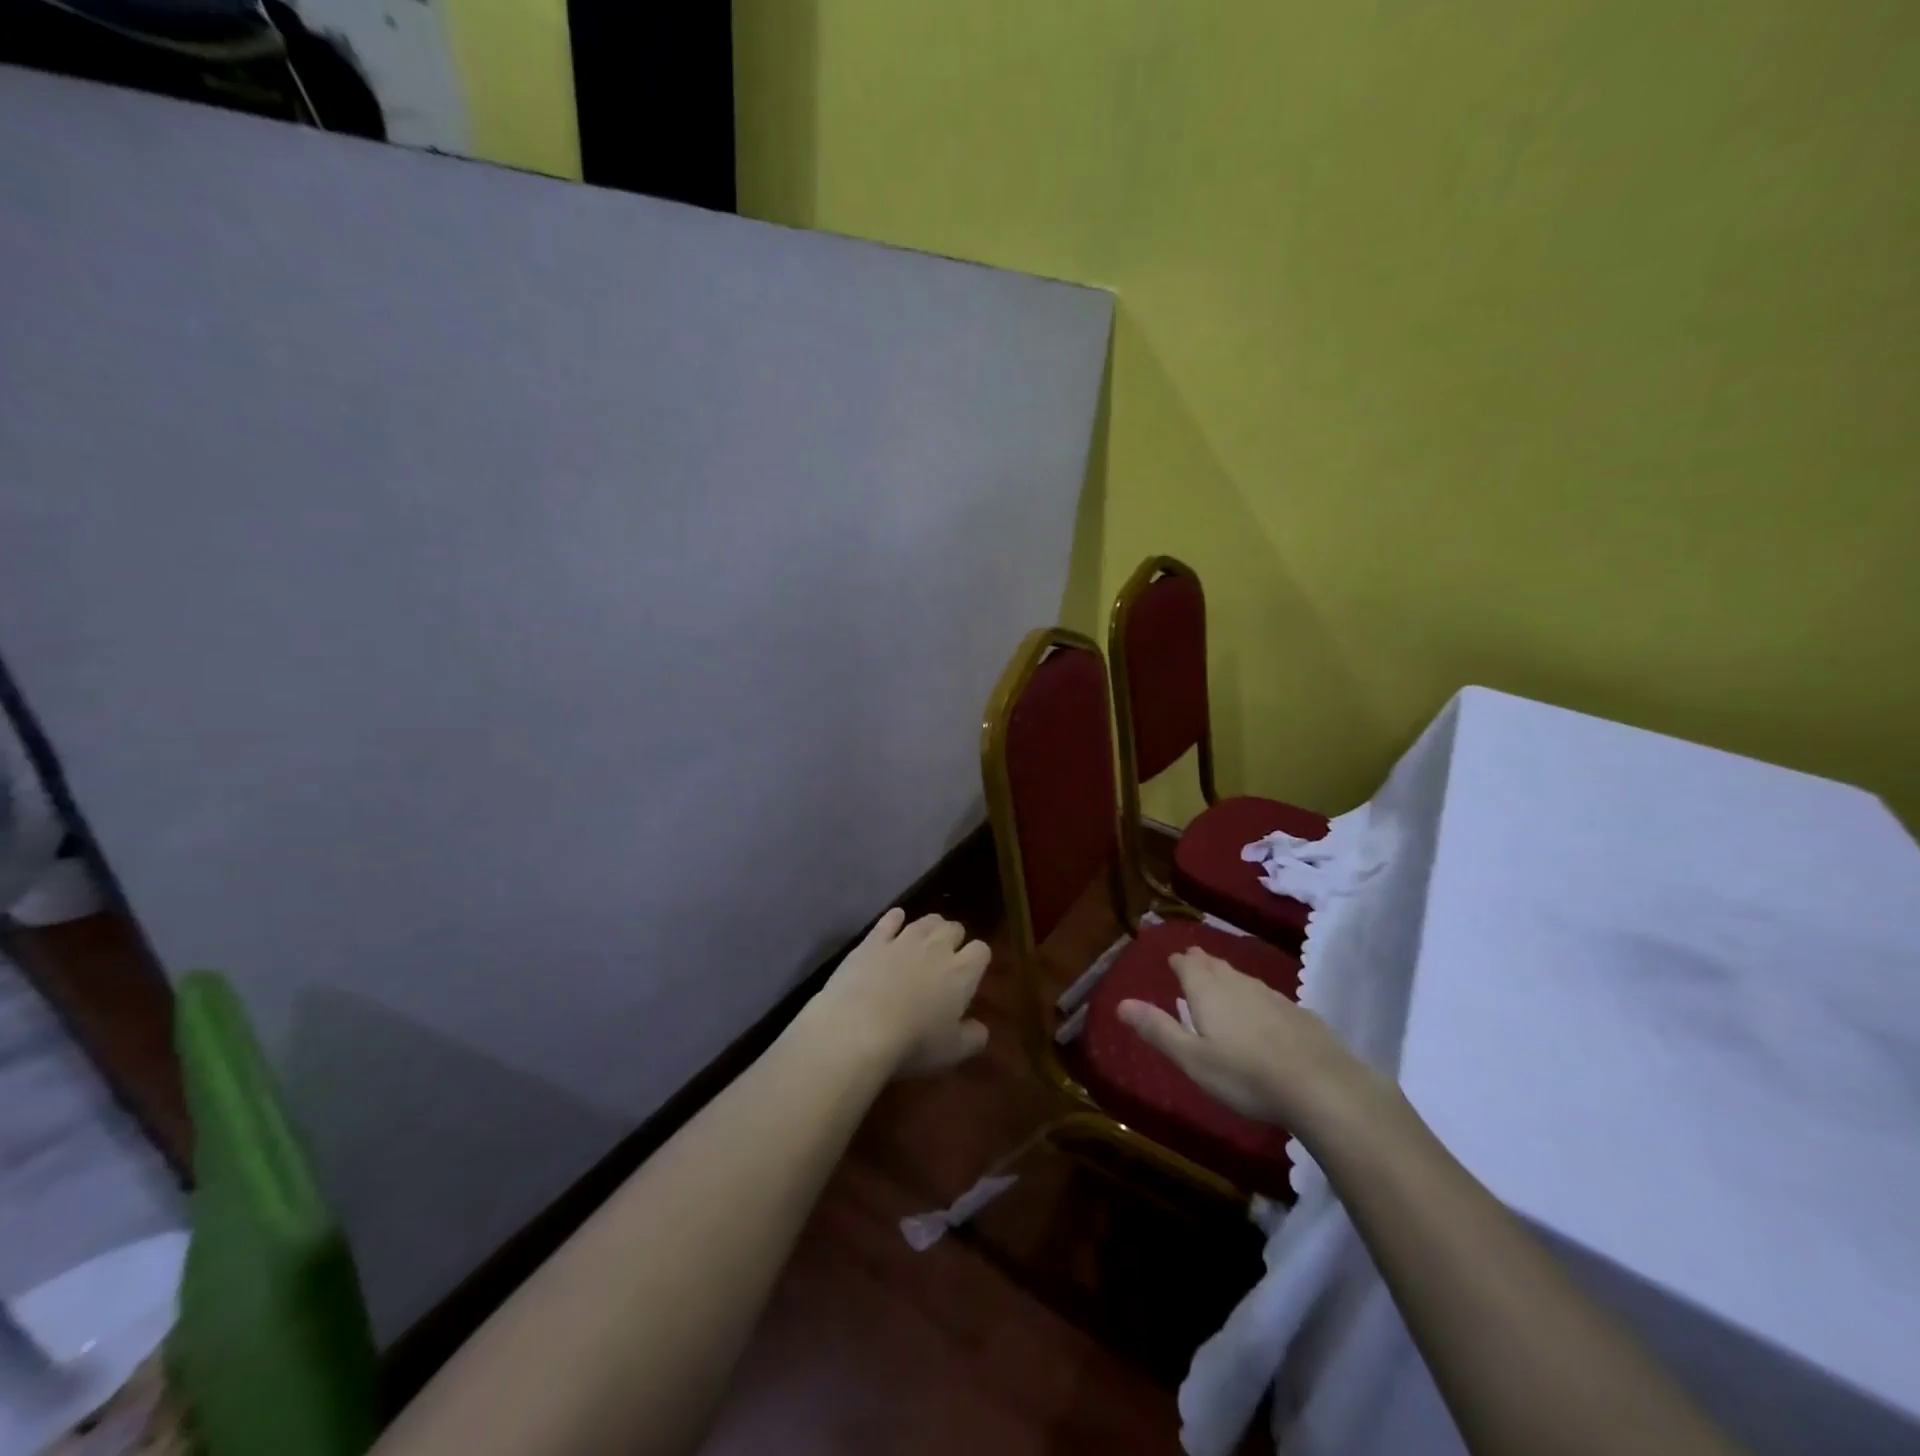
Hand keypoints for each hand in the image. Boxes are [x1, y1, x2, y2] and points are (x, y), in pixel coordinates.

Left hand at [810, 908, 991, 1076]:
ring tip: (925, 941)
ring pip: (926, 920)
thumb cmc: (912, 1044)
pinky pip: (890, 919)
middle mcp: (936, 948)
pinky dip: (895, 919)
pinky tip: (895, 920)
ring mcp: (903, 940)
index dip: (978, 959)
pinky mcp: (873, 940)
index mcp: (961, 973)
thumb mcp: (952, 1052)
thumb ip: (973, 1038)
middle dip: (954, 939)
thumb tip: (980, 1029)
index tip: (971, 973)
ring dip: (930, 927)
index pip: (981, 950)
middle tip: (946, 958)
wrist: (858, 1029)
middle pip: (954, 928)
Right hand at [1118, 947, 1387, 1134]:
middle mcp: (1237, 983)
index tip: (1172, 962)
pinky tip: (1260, 1014)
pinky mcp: (1298, 1012)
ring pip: (1242, 977)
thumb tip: (1121, 1003)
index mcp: (1207, 990)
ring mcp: (1271, 995)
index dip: (1178, 962)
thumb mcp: (1192, 1059)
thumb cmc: (1245, 1075)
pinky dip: (1254, 997)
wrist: (1322, 1086)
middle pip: (1214, 964)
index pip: (1187, 963)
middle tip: (1192, 965)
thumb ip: (1157, 1029)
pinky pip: (1266, 995)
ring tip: (1221, 985)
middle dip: (1201, 963)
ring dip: (1227, 978)